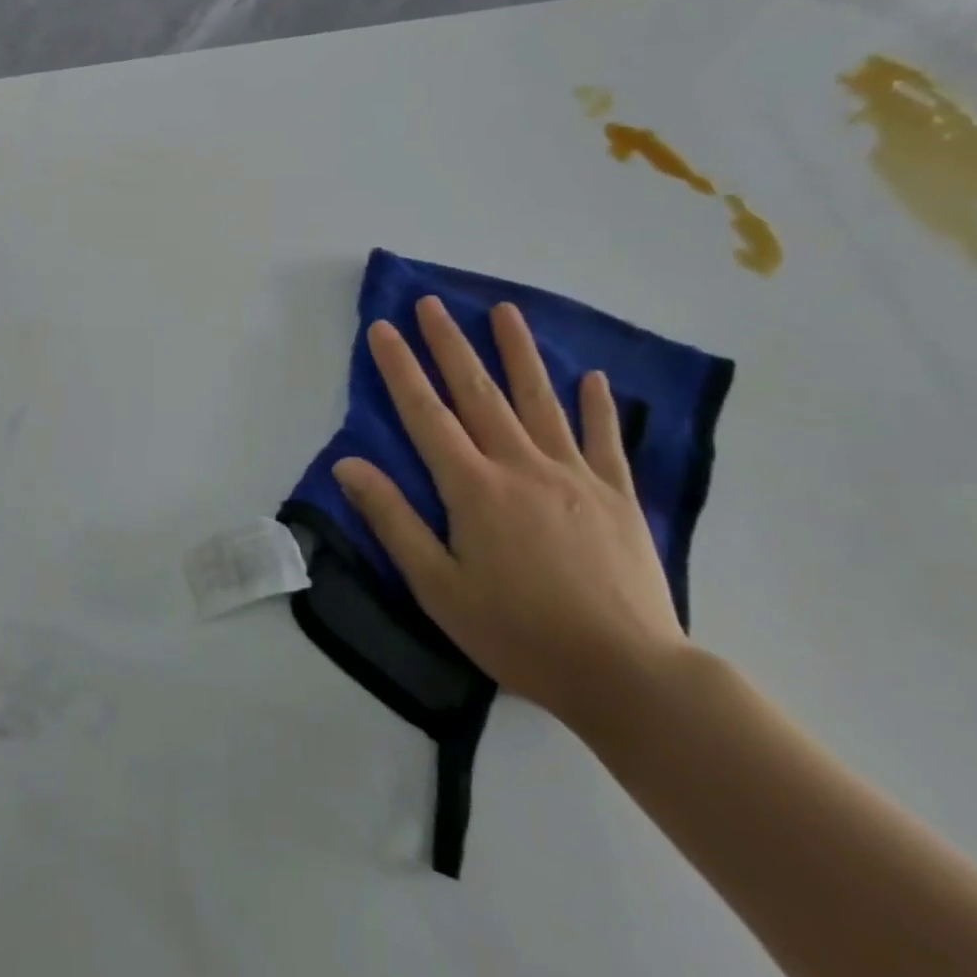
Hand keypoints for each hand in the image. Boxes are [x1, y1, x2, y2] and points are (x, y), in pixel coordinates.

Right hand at [332, 297, 687, 729]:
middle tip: (432, 302)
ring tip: (505, 311)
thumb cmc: (519, 634)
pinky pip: (605, 440)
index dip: (400, 369)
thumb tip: (348, 465)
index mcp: (474, 488)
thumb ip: (393, 520)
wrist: (627, 674)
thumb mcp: (437, 587)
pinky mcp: (618, 496)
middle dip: (450, 344)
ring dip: (519, 352)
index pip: (426, 414)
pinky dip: (599, 407)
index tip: (382, 328)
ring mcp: (575, 476)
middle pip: (479, 392)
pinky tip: (593, 378)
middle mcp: (521, 466)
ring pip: (541, 400)